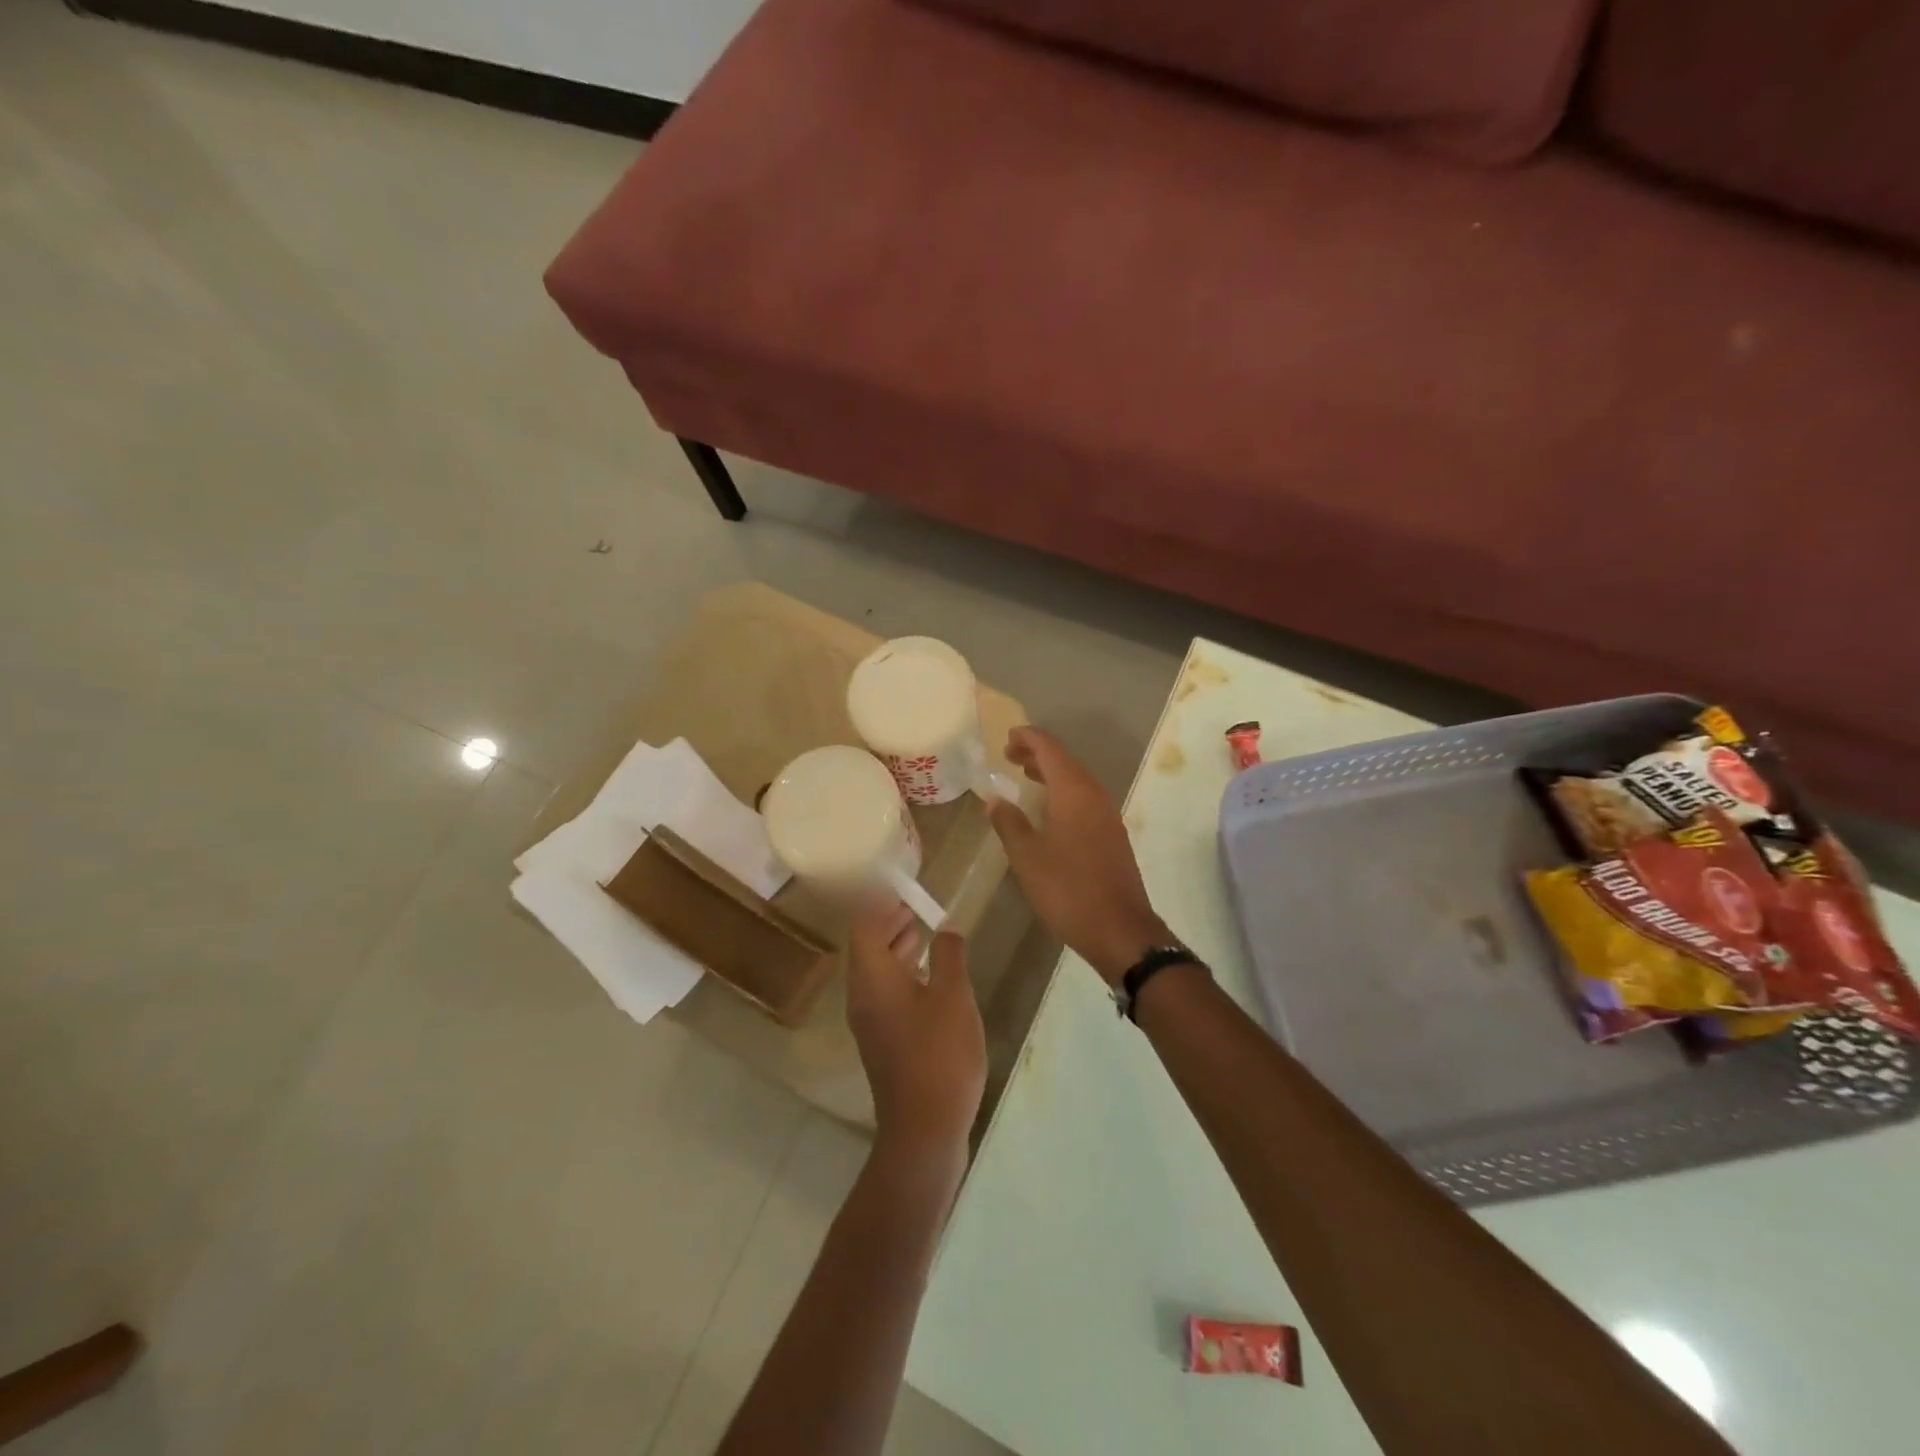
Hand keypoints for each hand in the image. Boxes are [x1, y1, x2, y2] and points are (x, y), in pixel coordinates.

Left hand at [846, 904, 985, 1160]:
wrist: (925, 1129)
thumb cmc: (940, 1054)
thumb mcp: (953, 996)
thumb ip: (948, 955)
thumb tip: (945, 928)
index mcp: (872, 979)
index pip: (864, 927)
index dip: (881, 906)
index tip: (903, 892)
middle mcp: (862, 997)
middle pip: (866, 949)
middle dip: (888, 925)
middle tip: (913, 908)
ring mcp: (870, 1024)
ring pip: (875, 974)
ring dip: (895, 950)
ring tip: (921, 935)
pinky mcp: (883, 1044)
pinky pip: (884, 995)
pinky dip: (900, 976)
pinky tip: (927, 979)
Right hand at [987, 726, 1171, 984]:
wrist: (1120, 930)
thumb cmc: (1067, 889)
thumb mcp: (1027, 857)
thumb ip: (1009, 823)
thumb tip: (995, 798)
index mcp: (1074, 793)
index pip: (1050, 750)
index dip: (1029, 738)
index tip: (1007, 736)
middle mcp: (1094, 796)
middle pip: (1066, 762)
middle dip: (1038, 754)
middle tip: (1010, 755)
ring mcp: (1107, 817)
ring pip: (1077, 782)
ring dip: (1051, 774)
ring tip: (1026, 775)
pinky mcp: (1112, 837)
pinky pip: (1085, 800)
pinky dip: (1063, 793)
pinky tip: (1049, 811)